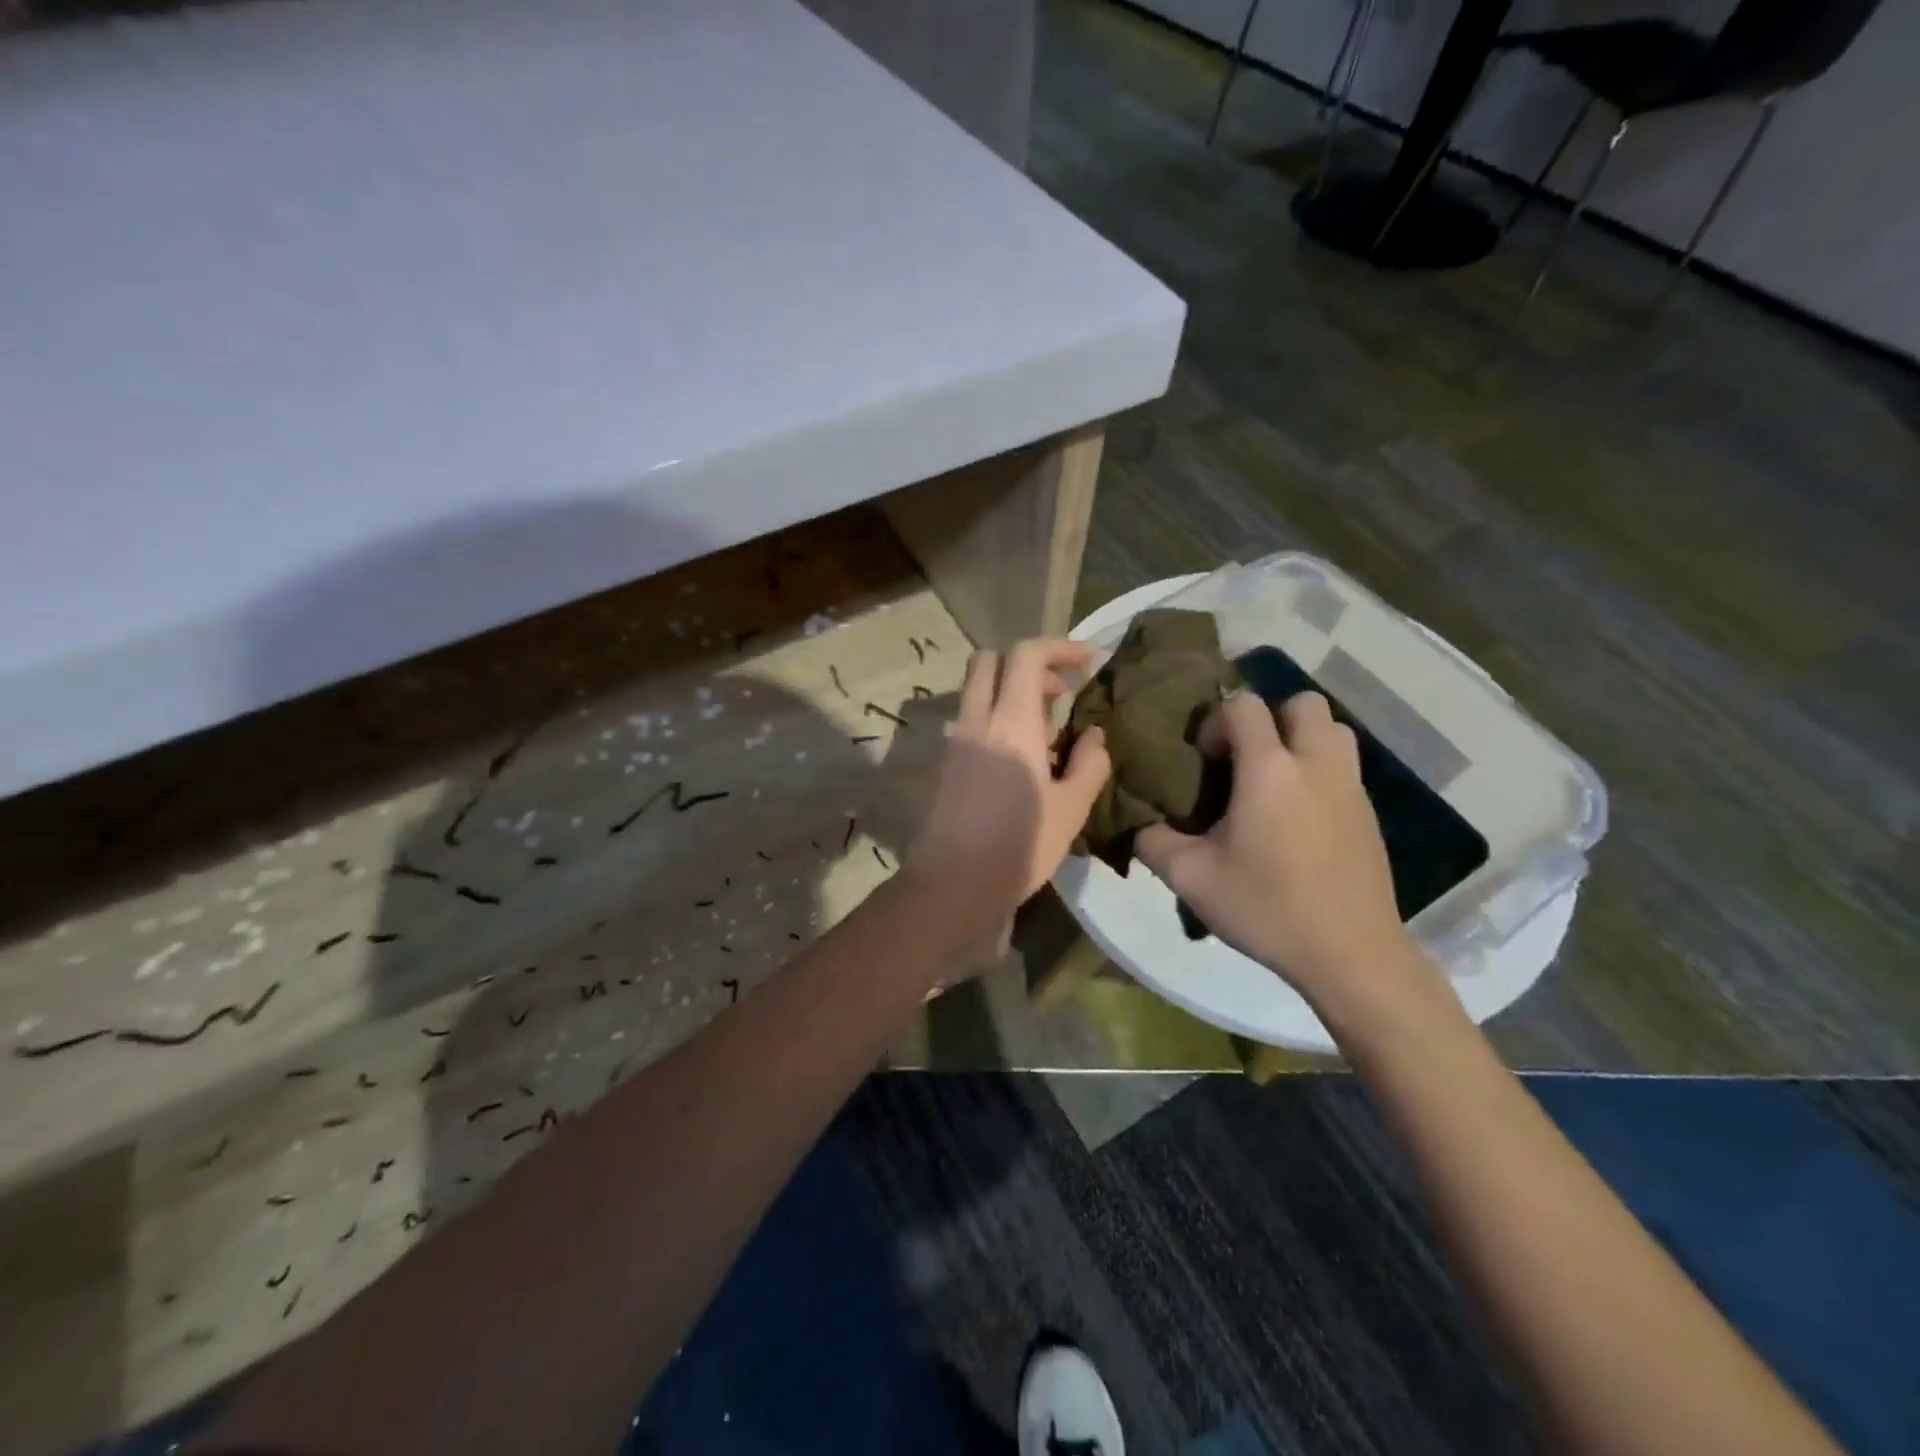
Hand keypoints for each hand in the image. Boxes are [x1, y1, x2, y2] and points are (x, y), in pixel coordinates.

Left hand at [909, 640, 1111, 919]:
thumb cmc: (1021, 846)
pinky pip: (972, 721)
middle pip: (990, 661)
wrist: (954, 884)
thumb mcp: (1071, 808)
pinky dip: (997, 719)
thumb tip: (1094, 736)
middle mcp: (977, 720)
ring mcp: (955, 741)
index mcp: (1011, 721)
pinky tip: (1021, 759)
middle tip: (1060, 693)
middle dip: (1028, 664)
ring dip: (1010, 693)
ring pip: (977, 691)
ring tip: (1047, 732)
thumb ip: (1089, 764)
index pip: (1026, 654)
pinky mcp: (946, 763)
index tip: (1088, 662)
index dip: (1060, 647)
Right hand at [1136, 691, 1426, 1017]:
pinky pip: (1343, 765)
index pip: (1244, 705)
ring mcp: (1350, 786)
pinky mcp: (1369, 812)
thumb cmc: (1266, 909)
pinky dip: (1318, 771)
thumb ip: (1152, 841)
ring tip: (1274, 781)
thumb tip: (1138, 822)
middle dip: (1268, 719)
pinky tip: (1297, 818)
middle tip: (1244, 761)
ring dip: (1300, 739)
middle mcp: (1315, 764)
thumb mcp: (1190, 878)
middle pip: (1300, 703)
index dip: (1217, 722)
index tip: (1206, 763)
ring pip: (1332, 729)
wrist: (1350, 955)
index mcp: (1269, 770)